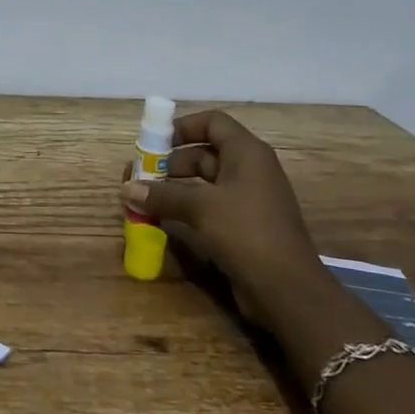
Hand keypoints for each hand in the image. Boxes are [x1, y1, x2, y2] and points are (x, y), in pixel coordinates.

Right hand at [118, 109, 322, 322]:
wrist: (288, 291)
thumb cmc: (247, 233)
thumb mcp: (201, 208)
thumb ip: (162, 195)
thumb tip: (125, 189)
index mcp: (246, 153)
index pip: (212, 122)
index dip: (182, 127)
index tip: (153, 143)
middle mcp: (249, 169)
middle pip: (204, 152)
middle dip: (170, 162)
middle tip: (141, 176)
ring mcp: (247, 198)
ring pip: (204, 181)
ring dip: (174, 186)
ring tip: (145, 198)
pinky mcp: (243, 224)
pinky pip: (208, 205)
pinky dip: (185, 207)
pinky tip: (162, 219)